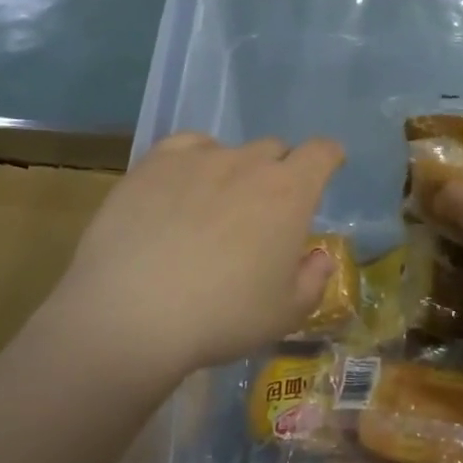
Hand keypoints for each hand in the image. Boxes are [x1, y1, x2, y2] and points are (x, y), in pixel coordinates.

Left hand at [45, 132, 344, 378]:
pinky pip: (185, 145)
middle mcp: (248, 163)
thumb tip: (318, 256)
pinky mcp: (154, 163)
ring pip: (229, 149)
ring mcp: (198, 158)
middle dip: (279, 171)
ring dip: (234, 170)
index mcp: (289, 193)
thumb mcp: (285, 314)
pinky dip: (194, 159)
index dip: (328, 157)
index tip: (328, 166)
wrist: (134, 311)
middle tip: (265, 209)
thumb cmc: (223, 317)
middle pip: (274, 150)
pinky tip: (182, 184)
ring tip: (214, 206)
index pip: (321, 153)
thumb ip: (313, 279)